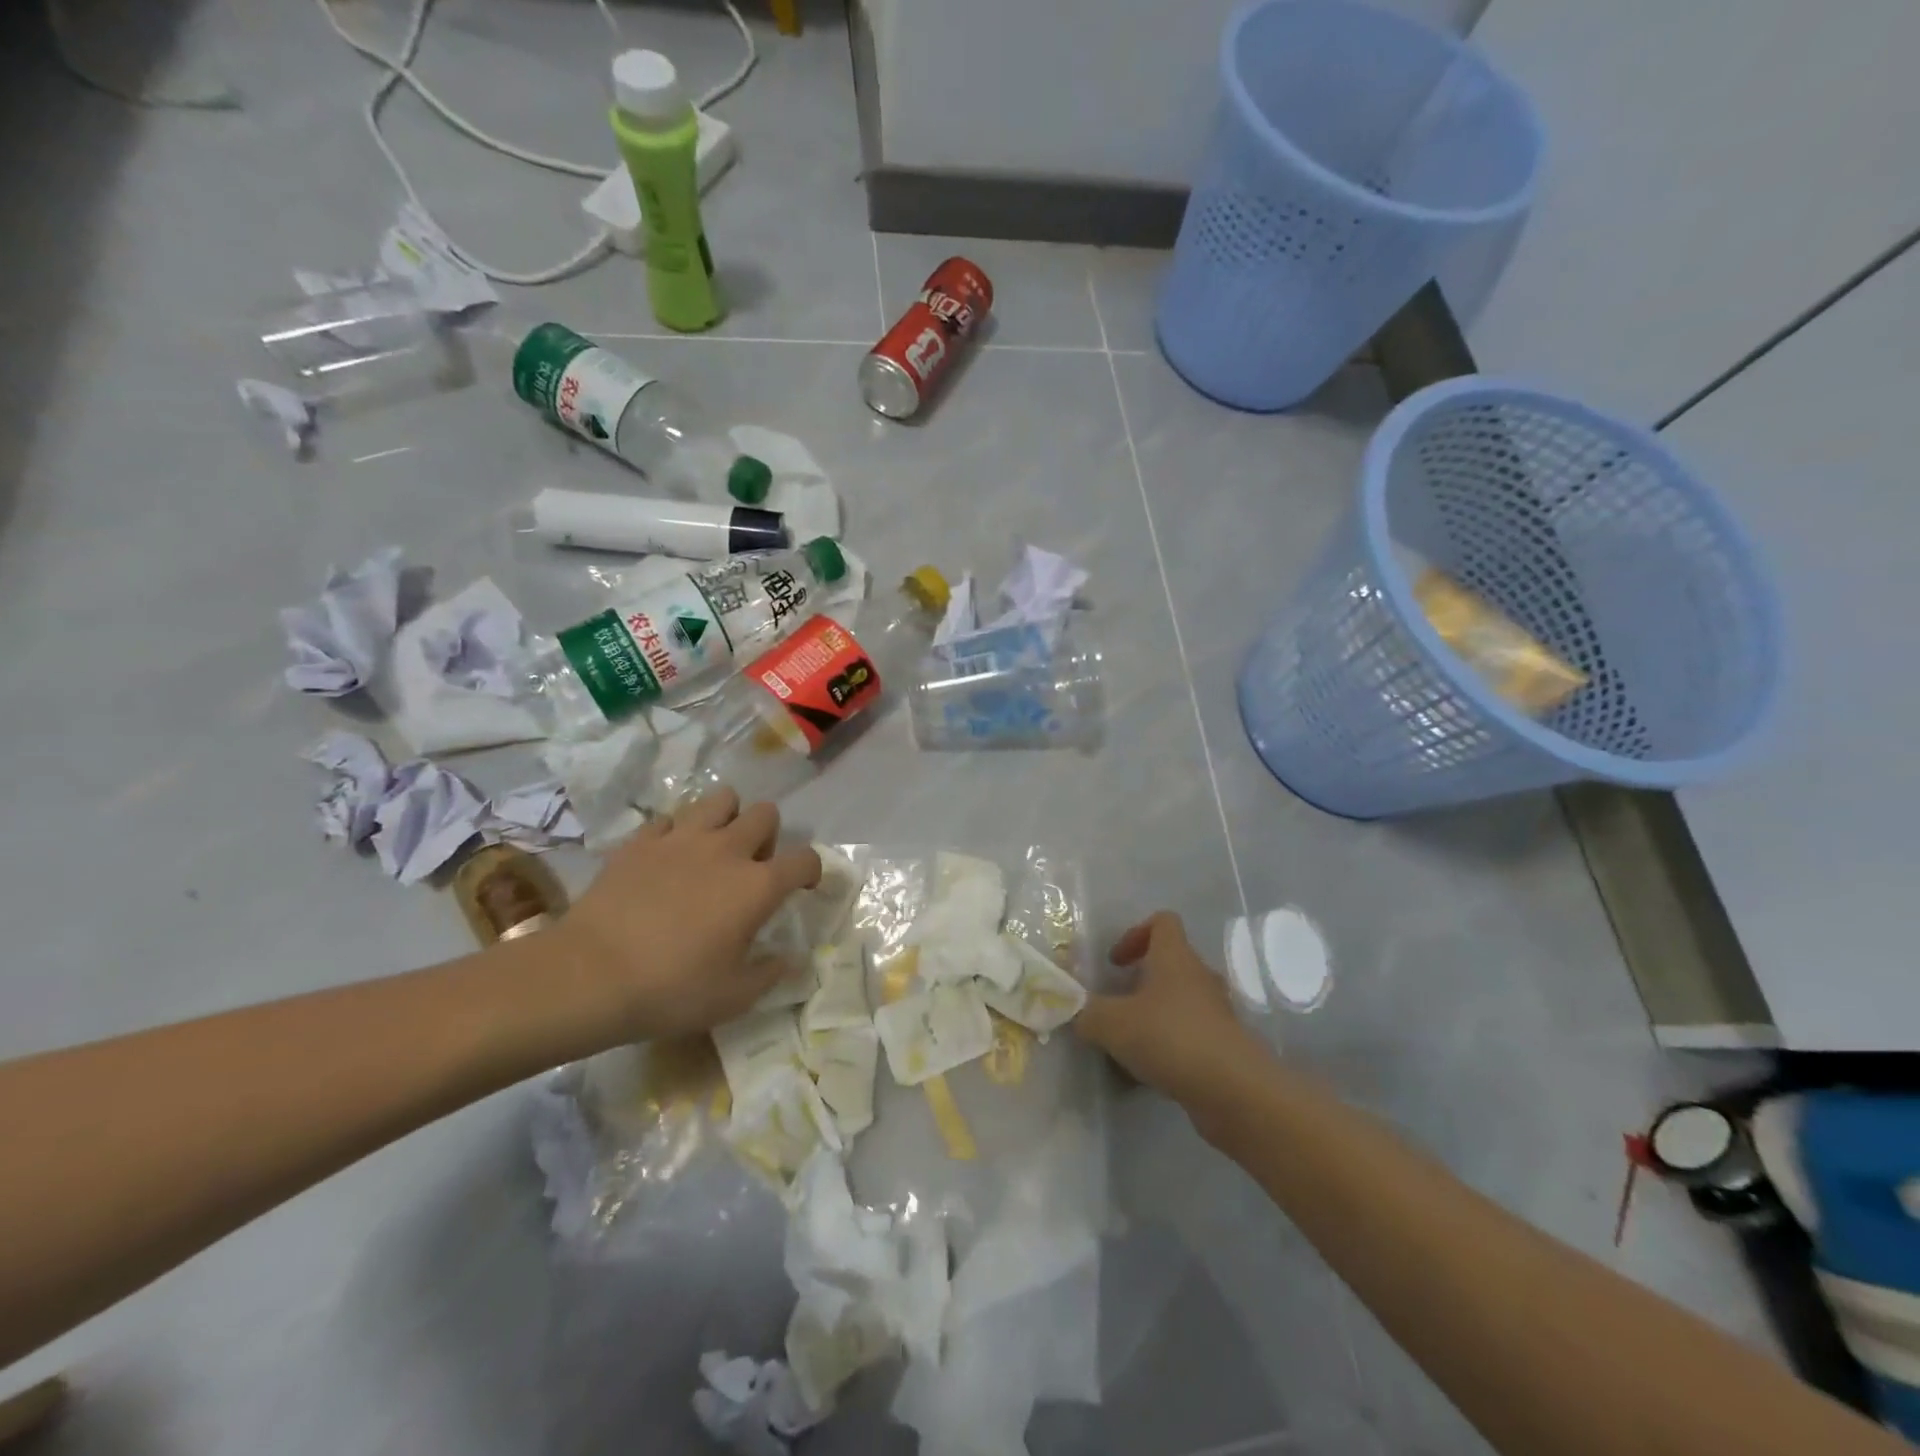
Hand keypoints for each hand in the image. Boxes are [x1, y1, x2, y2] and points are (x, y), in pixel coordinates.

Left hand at [552, 789, 820, 1040]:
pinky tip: (668, 858)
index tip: (803, 886)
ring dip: (728, 818)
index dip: (811, 870)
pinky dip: (677, 833)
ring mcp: (682, 839)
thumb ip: (771, 973)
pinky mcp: (642, 840)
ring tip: (715, 848)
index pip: (805, 859)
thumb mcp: (733, 997)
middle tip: (752, 866)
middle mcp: (727, 850)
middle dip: (768, 835)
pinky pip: (670, 819)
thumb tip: (792, 960)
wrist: (588, 975)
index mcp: (758, 886)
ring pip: (721, 799)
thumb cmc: (671, 990)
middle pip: (766, 814)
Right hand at [1074, 911, 1269, 1111]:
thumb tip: (1074, 1012)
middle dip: (1141, 980)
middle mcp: (1199, 977)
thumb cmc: (1170, 1038)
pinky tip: (1149, 1070)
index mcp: (1175, 957)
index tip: (1115, 963)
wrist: (1234, 1091)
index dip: (1135, 934)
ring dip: (1154, 1014)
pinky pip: (1190, 1034)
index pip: (1162, 922)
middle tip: (1116, 1004)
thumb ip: (1087, 1013)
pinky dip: (1169, 1044)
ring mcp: (1216, 1012)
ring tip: (1129, 1040)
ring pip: (1180, 1001)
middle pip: (1170, 963)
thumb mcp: (1112, 1023)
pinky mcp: (1224, 1045)